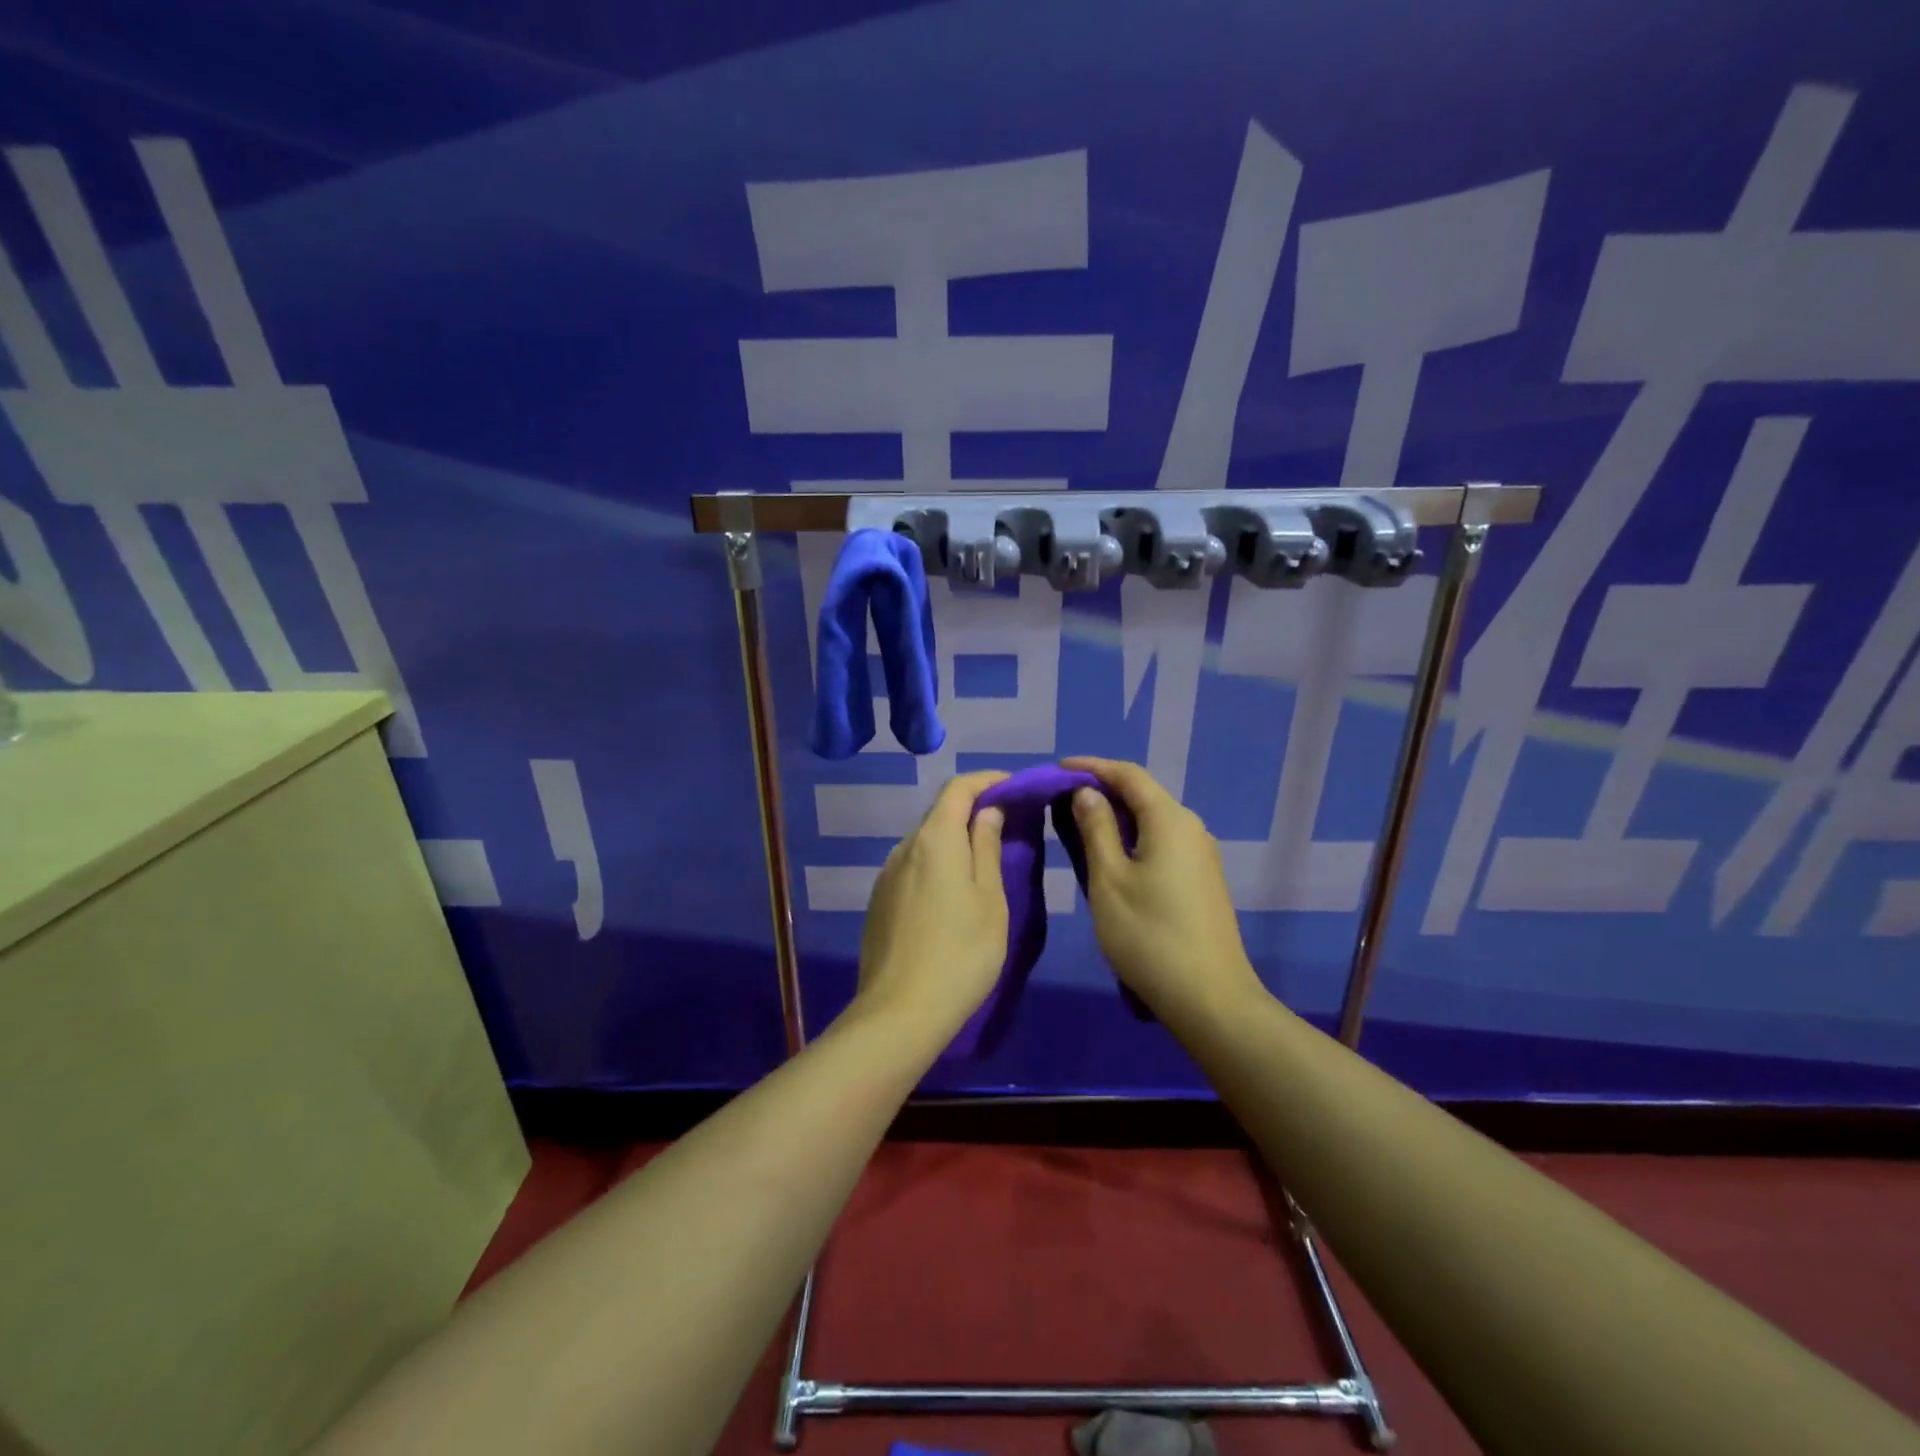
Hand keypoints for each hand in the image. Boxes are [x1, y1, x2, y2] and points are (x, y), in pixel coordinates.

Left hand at [854, 771, 1009, 1037]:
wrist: (900, 1013)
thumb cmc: (961, 953)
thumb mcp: (990, 900)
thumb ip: (987, 848)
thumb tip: (987, 811)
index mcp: (935, 839)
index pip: (958, 788)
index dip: (987, 780)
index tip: (1014, 789)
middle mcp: (904, 848)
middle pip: (940, 814)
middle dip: (973, 812)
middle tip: (1007, 829)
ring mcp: (886, 875)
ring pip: (925, 843)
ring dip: (954, 843)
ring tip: (983, 866)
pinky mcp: (879, 901)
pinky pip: (912, 869)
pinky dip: (936, 867)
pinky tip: (950, 899)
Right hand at [1060, 757, 1263, 1025]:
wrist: (1209, 999)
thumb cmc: (1149, 936)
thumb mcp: (1108, 880)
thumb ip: (1096, 828)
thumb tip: (1087, 792)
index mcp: (1170, 820)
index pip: (1128, 775)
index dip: (1090, 766)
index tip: (1056, 769)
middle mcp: (1191, 828)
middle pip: (1142, 794)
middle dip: (1101, 790)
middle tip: (1060, 799)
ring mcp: (1201, 855)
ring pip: (1152, 820)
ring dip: (1115, 817)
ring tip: (1077, 826)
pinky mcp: (1201, 880)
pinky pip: (1161, 842)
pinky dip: (1131, 838)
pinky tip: (1110, 857)